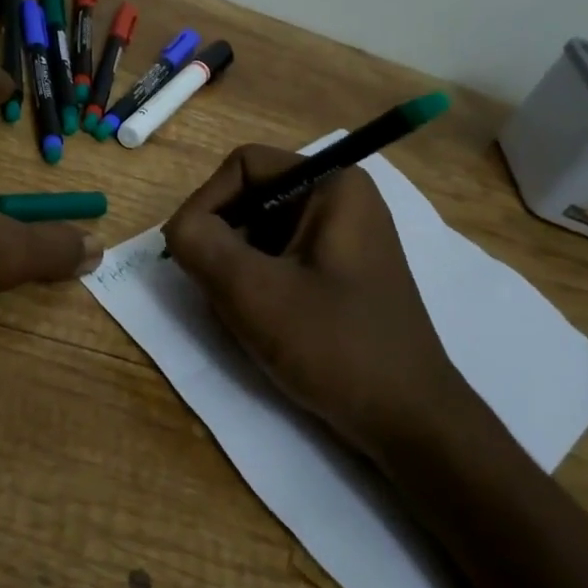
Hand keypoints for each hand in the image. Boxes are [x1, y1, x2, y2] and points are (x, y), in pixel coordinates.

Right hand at [162, 145, 479, 459]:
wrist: (409, 421)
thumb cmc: (335, 346)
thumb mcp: (253, 292)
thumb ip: (200, 245)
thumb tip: (178, 228)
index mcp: (332, 185)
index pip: (243, 165)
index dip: (206, 202)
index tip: (189, 254)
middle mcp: (341, 200)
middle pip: (251, 198)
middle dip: (223, 242)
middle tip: (216, 291)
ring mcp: (344, 238)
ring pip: (260, 233)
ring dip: (237, 269)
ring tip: (242, 314)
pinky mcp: (341, 273)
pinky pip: (280, 259)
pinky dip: (258, 284)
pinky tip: (263, 324)